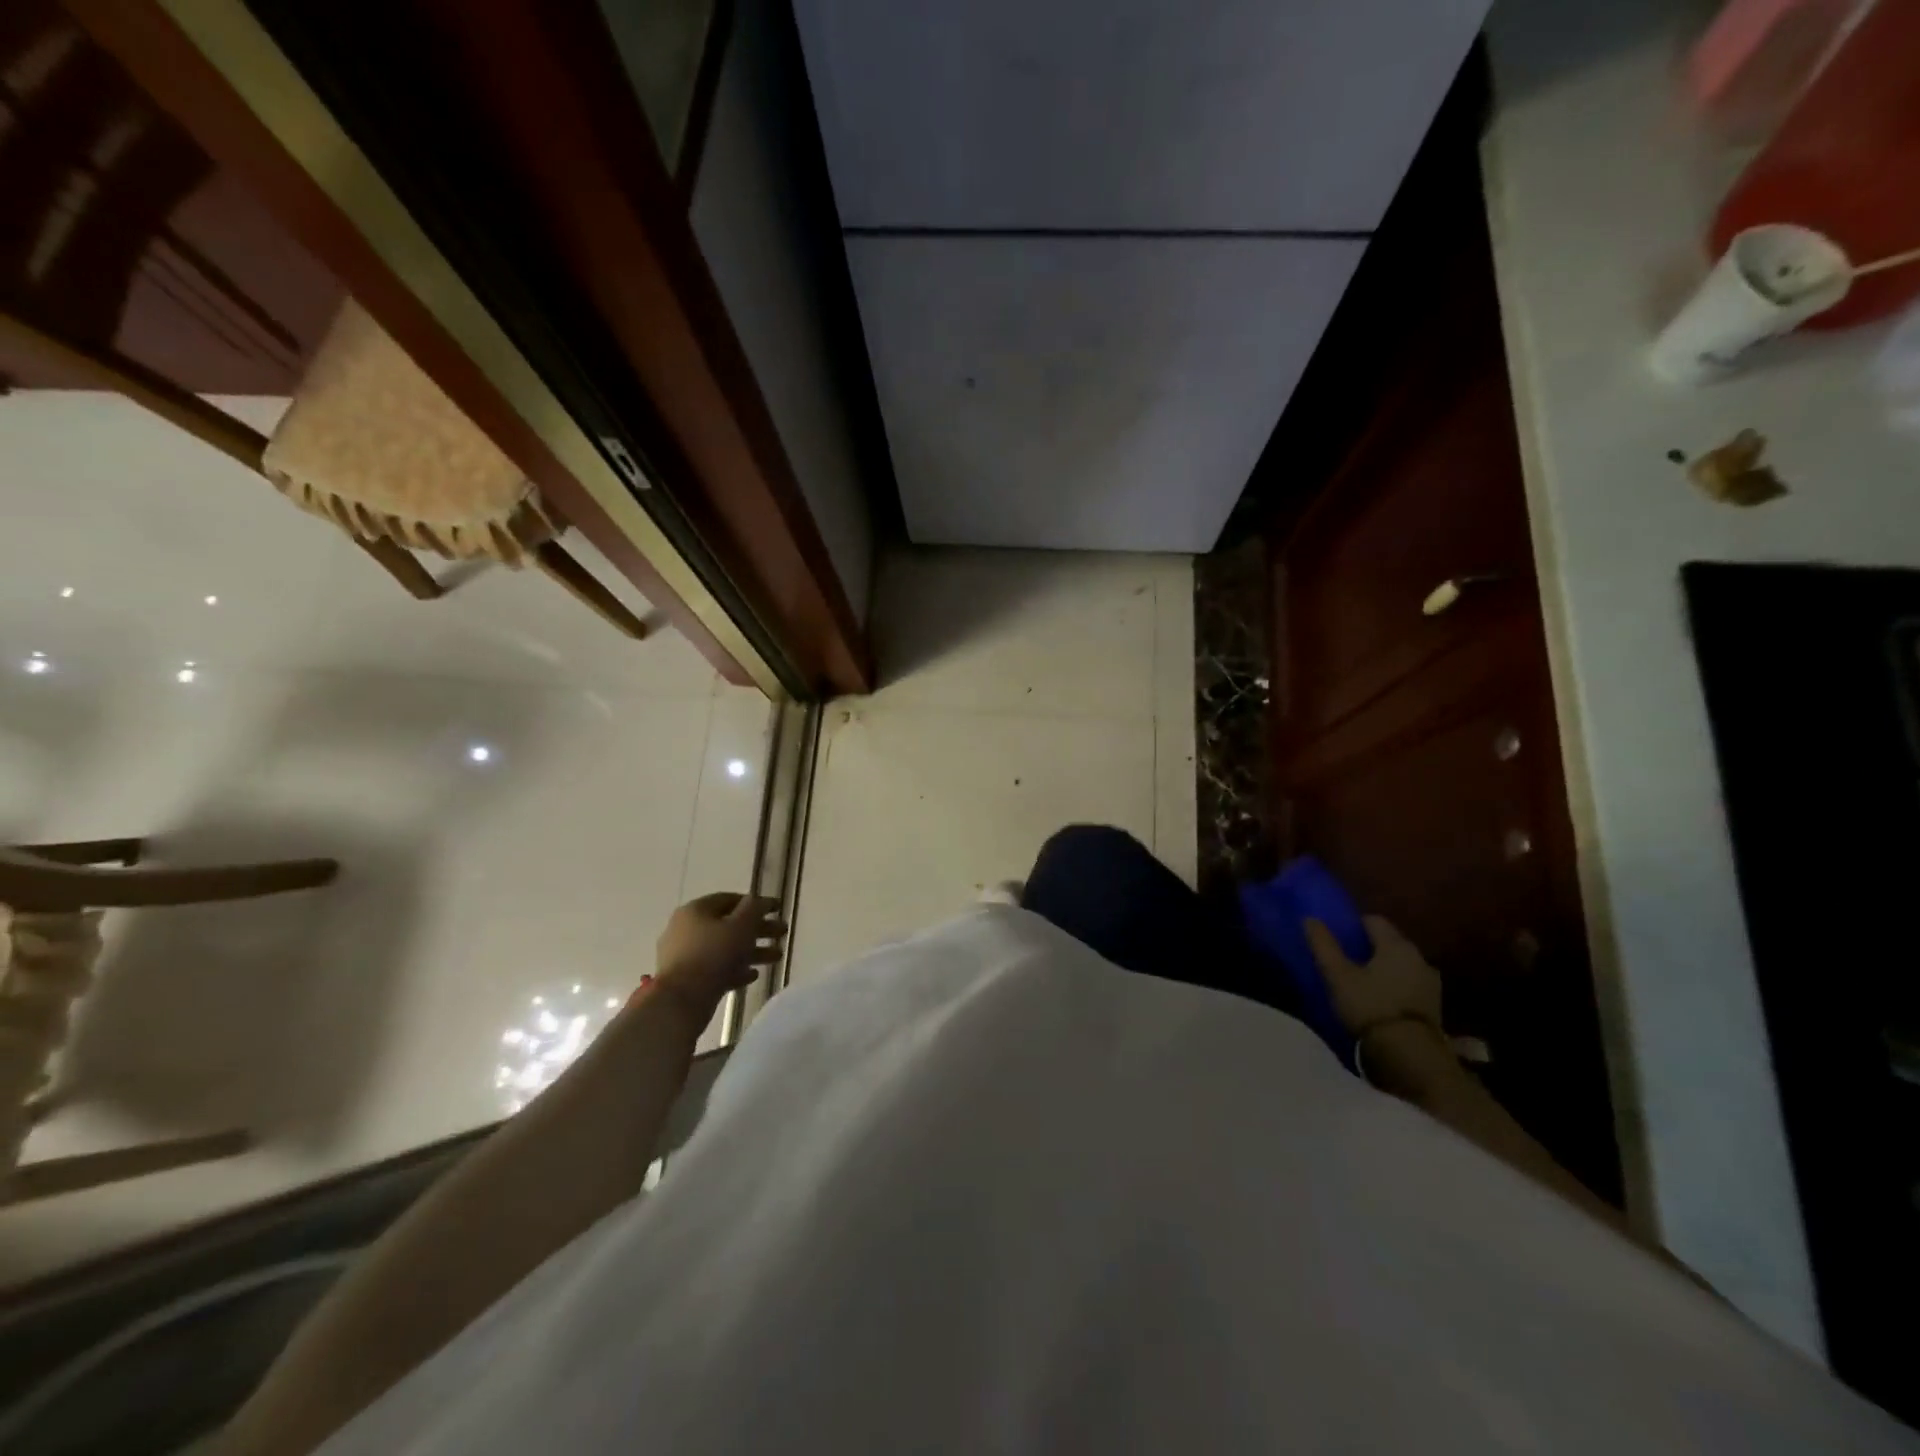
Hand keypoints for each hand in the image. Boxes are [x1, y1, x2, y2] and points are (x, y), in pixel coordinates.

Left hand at [653, 893, 784, 1021]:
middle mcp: (686, 929)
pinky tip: (754, 975)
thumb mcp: (741, 925)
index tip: (777, 909)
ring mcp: (685, 956)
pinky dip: (736, 969)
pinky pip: (716, 969)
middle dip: (759, 929)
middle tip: (783, 933)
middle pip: (729, 925)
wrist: (680, 1001)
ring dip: (752, 951)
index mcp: (695, 911)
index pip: (729, 899)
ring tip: (777, 957)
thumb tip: (759, 900)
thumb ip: (754, 909)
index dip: (755, 902)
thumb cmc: (713, 954)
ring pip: (725, 948)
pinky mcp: (687, 979)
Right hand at [1304, 914, 1442, 1039]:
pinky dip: (1395, 986)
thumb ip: (1323, 945)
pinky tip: (1380, 1000)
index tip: (1338, 936)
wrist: (1409, 1055)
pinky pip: (1409, 985)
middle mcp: (1419, 958)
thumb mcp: (1337, 974)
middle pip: (1390, 942)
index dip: (1354, 924)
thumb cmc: (1370, 1005)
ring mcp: (1431, 983)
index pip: (1374, 920)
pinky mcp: (1434, 1006)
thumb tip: (1310, 919)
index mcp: (1397, 945)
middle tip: (1346, 959)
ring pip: (1401, 965)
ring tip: (1362, 981)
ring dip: (1384, 968)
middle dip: (1370, 947)